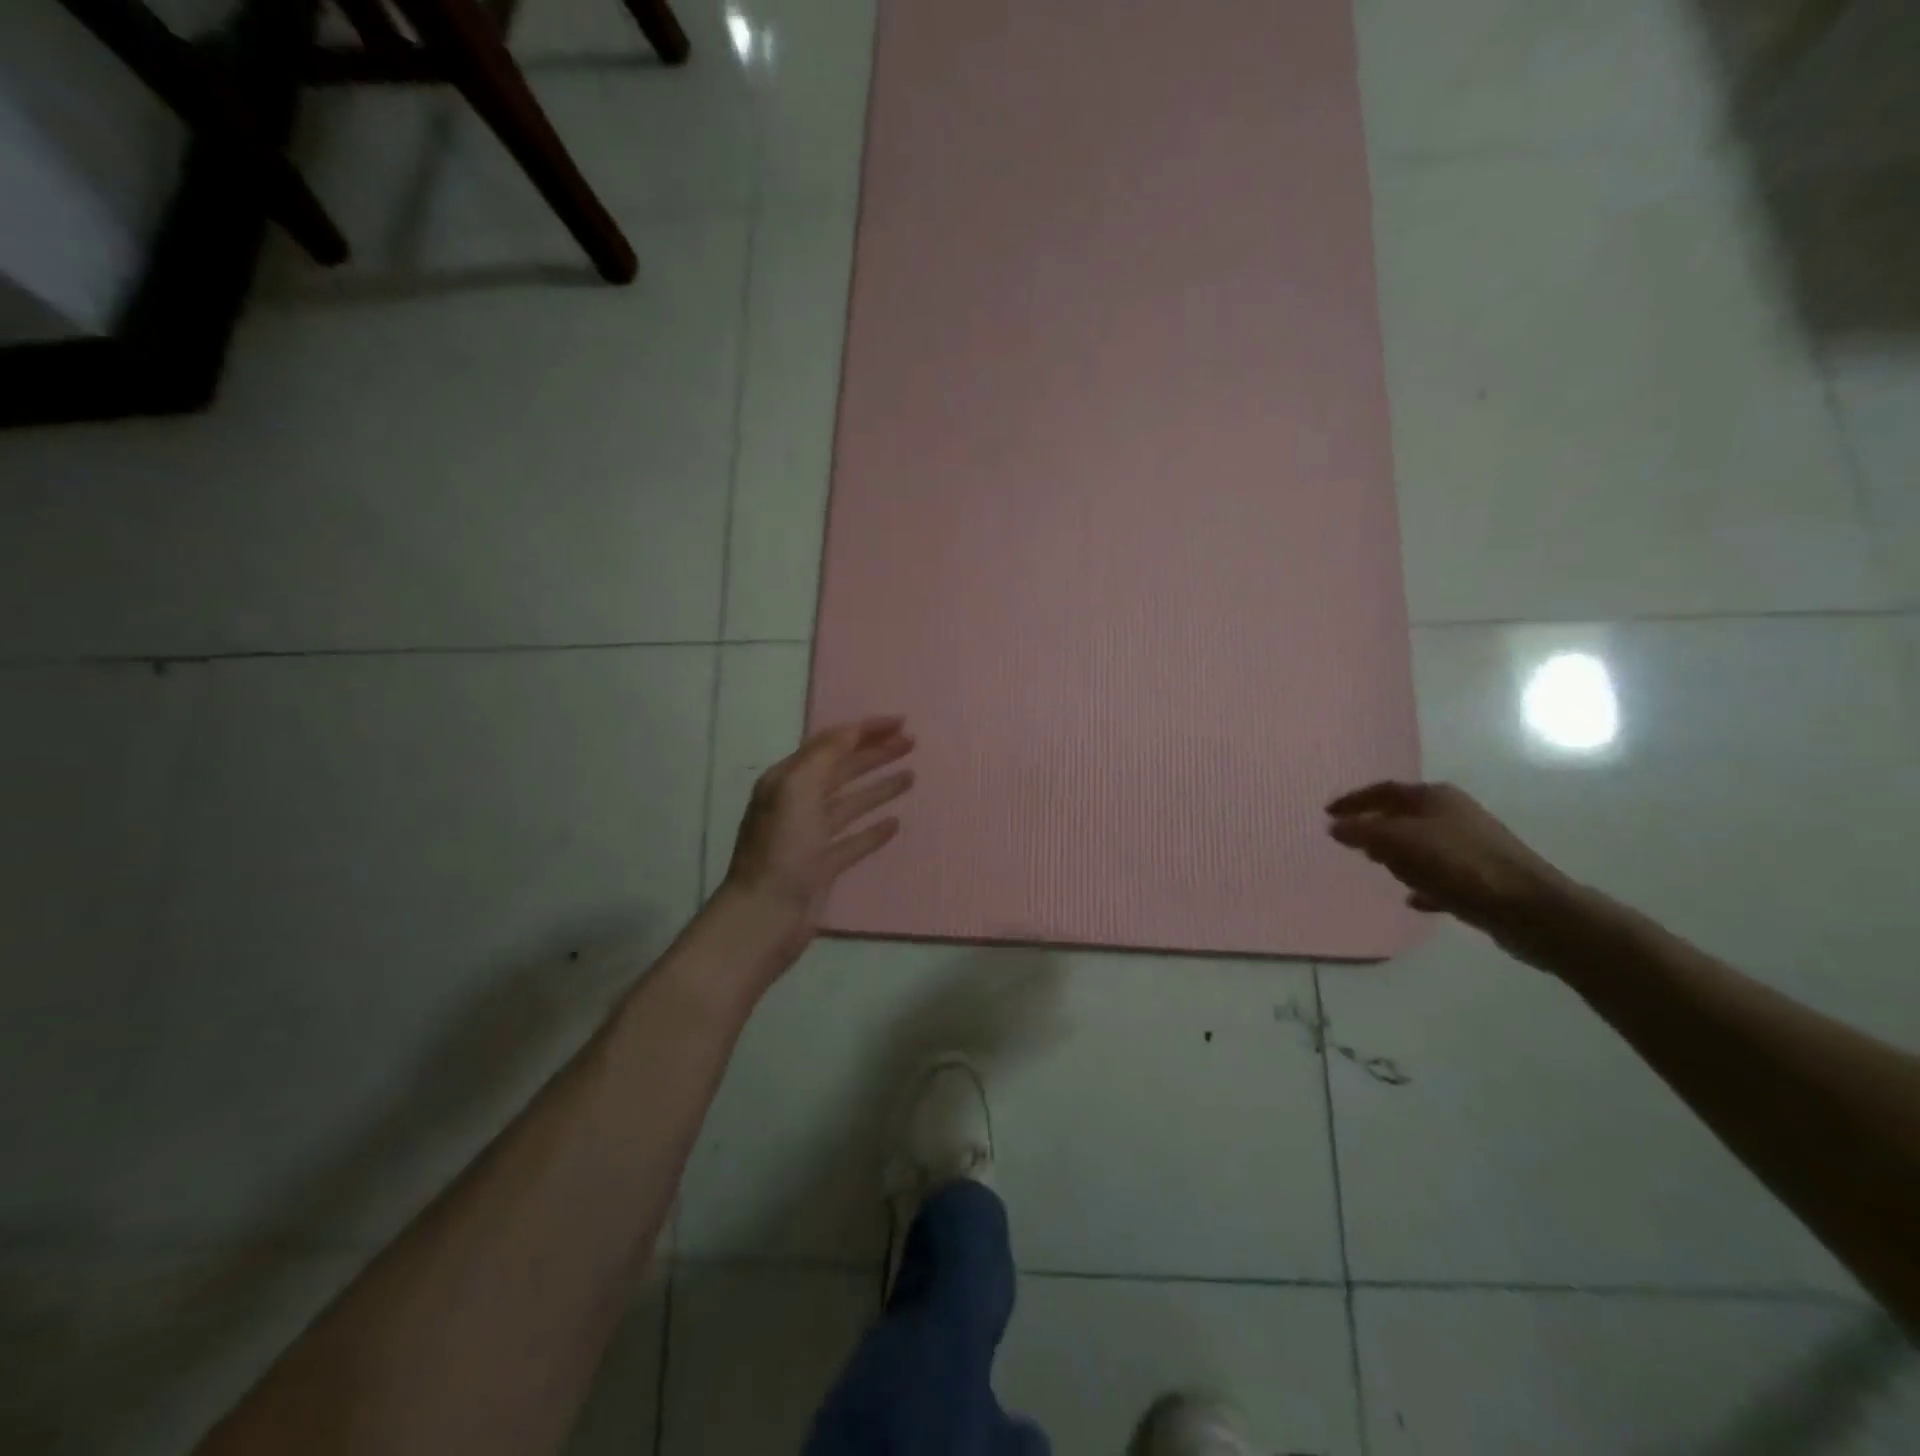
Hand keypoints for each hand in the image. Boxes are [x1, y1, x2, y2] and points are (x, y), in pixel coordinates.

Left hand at [723, 716, 915, 959]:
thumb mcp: (797, 789)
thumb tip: (852, 732)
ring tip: (911, 775)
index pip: (830, 743)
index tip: (901, 722)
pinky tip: (895, 823)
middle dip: (875, 753)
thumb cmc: (781, 849)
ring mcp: (811, 836)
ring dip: (879, 787)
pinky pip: (853, 840)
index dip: (865, 730)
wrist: (765, 916)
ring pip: (851, 802)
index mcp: (788, 780)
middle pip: (842, 769)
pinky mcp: (823, 866)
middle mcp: (798, 802)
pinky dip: (874, 830)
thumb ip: (825, 755)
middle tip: (912, 743)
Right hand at [1325, 781, 1577, 960]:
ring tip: (1378, 867)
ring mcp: (1472, 845)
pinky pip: (1442, 875)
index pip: (1383, 790)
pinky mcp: (1483, 877)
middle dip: (1375, 826)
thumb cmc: (1458, 865)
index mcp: (1435, 797)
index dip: (1353, 800)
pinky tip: (1412, 898)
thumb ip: (1362, 831)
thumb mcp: (1399, 842)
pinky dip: (1423, 882)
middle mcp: (1455, 813)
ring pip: (1423, 844)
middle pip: (1404, 814)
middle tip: (1350, 841)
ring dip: (1399, 854)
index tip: (1327, 813)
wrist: (1529, 909)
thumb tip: (1335, 826)